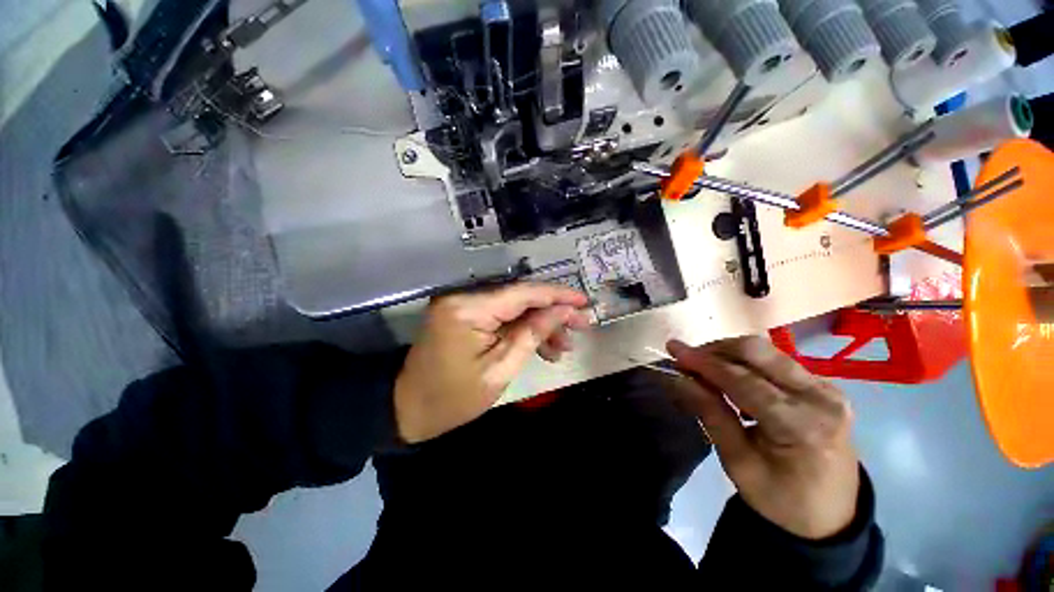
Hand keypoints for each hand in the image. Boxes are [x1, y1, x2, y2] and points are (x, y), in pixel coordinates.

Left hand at [394, 283, 589, 443]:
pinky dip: (523, 329)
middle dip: (553, 313)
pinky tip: (543, 347)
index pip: (523, 293)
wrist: (409, 408)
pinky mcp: (466, 314)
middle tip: (581, 328)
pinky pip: (502, 316)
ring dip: (540, 324)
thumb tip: (563, 311)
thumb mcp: (501, 370)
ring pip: (514, 308)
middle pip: (520, 298)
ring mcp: (464, 304)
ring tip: (563, 347)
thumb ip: (533, 334)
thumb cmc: (453, 398)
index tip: (584, 302)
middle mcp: (464, 297)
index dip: (557, 295)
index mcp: (469, 309)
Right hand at [667, 336, 858, 539]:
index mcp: (802, 427)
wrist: (831, 517)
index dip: (703, 362)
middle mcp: (821, 398)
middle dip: (716, 350)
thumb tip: (678, 378)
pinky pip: (777, 362)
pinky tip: (730, 376)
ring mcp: (827, 389)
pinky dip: (746, 362)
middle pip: (758, 352)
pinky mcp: (825, 387)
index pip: (742, 380)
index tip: (673, 349)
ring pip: (766, 352)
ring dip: (728, 354)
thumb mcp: (737, 462)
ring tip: (703, 368)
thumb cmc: (780, 499)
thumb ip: (709, 413)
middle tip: (687, 360)